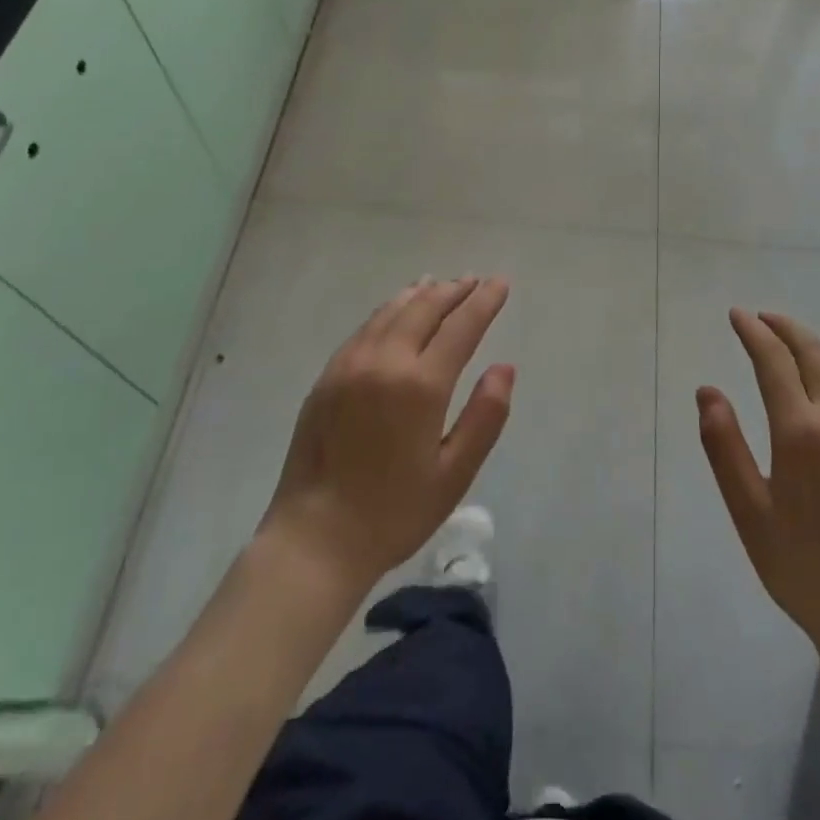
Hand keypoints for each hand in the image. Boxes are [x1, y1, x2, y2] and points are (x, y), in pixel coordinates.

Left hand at [258, 277, 514, 596]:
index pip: (460, 327)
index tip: (501, 282)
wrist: (314, 539)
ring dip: (420, 294)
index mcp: (420, 385)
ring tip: (438, 284)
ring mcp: (350, 365)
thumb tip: (505, 367)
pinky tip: (395, 311)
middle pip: (424, 309)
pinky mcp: (328, 376)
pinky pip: (365, 328)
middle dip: (453, 291)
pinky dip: (389, 310)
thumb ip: (485, 416)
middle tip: (474, 279)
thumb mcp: (454, 473)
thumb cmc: (394, 513)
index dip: (484, 301)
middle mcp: (384, 362)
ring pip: (391, 312)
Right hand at [697, 309, 819, 664]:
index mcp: (802, 432)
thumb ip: (724, 446)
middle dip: (785, 328)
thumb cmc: (802, 565)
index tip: (736, 315)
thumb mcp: (749, 510)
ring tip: (787, 338)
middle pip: (815, 352)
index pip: (775, 361)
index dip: (753, 333)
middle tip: (759, 318)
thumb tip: (707, 391)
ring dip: (813, 342)